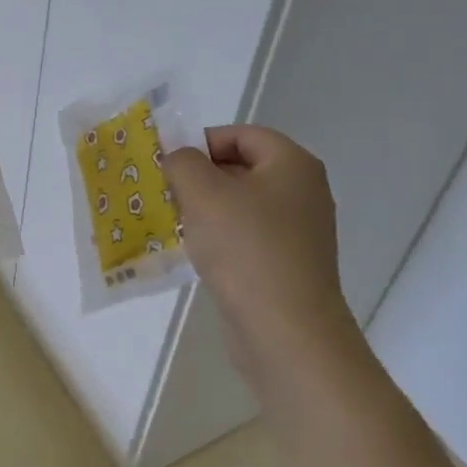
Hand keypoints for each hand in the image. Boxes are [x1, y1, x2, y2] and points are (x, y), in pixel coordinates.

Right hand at [163, 125, 365, 406]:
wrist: (287, 332)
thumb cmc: (246, 249)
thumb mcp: (203, 193)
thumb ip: (183, 162)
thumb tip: (179, 158)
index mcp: (292, 164)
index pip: (241, 134)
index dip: (202, 141)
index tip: (168, 164)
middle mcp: (303, 192)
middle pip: (242, 168)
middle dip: (199, 177)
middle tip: (163, 192)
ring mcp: (299, 232)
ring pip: (241, 206)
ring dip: (206, 211)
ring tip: (171, 222)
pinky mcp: (288, 266)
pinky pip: (247, 239)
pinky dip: (220, 240)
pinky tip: (195, 255)